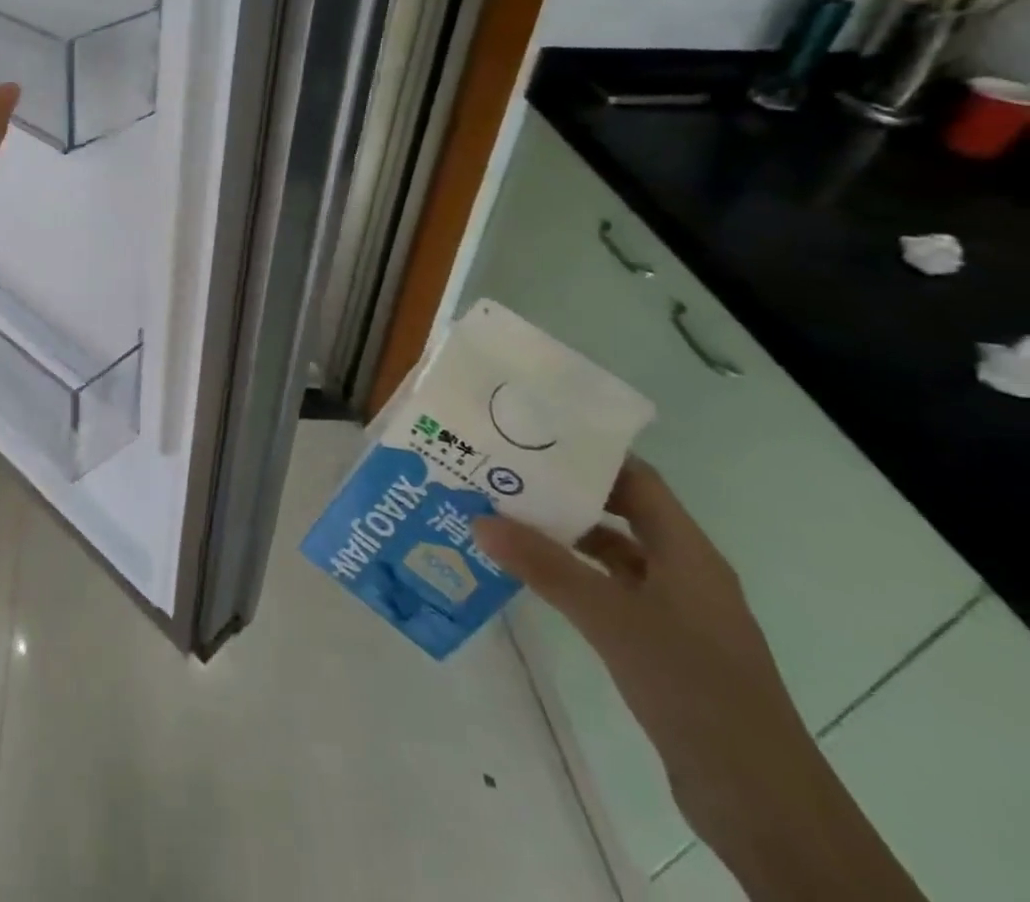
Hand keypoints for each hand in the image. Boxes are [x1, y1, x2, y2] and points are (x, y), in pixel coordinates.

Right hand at [474, 458, 820, 850]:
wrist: (761, 802)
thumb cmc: (694, 687)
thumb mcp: (611, 619)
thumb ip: (545, 567)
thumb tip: (478, 519)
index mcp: (687, 553)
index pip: (636, 479)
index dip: (588, 454)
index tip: (529, 437)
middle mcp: (683, 572)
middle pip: (619, 512)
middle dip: (562, 493)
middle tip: (500, 473)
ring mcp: (674, 611)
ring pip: (610, 554)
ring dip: (562, 536)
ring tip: (501, 518)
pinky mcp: (661, 645)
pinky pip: (608, 591)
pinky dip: (570, 577)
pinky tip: (529, 577)